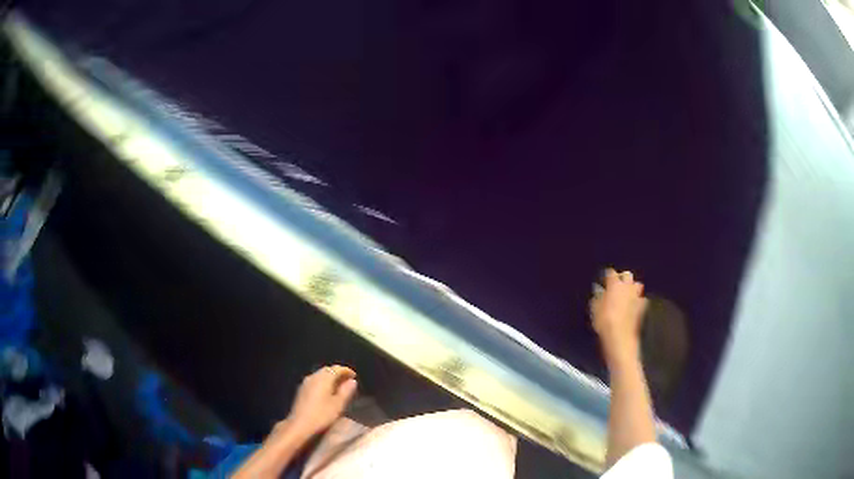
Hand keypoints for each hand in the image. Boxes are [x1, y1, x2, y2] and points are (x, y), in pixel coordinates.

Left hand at [286, 365, 357, 437]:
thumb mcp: (338, 404)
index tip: (354, 375)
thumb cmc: (322, 415)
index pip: (336, 369)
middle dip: (338, 373)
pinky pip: (315, 380)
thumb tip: (352, 381)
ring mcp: (306, 382)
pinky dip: (324, 382)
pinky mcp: (302, 389)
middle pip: (327, 370)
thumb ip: (346, 391)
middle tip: (348, 381)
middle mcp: (313, 376)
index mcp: (323, 378)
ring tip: (339, 386)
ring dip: (331, 378)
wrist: (300, 424)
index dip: (346, 371)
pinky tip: (327, 391)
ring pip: (320, 375)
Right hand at [590, 269, 648, 360]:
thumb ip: (598, 296)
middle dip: (622, 278)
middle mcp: (628, 286)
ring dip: (632, 287)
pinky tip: (633, 305)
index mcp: (614, 284)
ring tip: (626, 294)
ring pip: (637, 285)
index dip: (606, 276)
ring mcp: (637, 296)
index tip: (603, 281)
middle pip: (627, 275)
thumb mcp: (594, 308)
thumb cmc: (604, 321)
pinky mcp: (643, 307)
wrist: (620, 336)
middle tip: (616, 286)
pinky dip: (637, 300)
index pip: (611, 272)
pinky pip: (641, 298)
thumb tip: (599, 290)